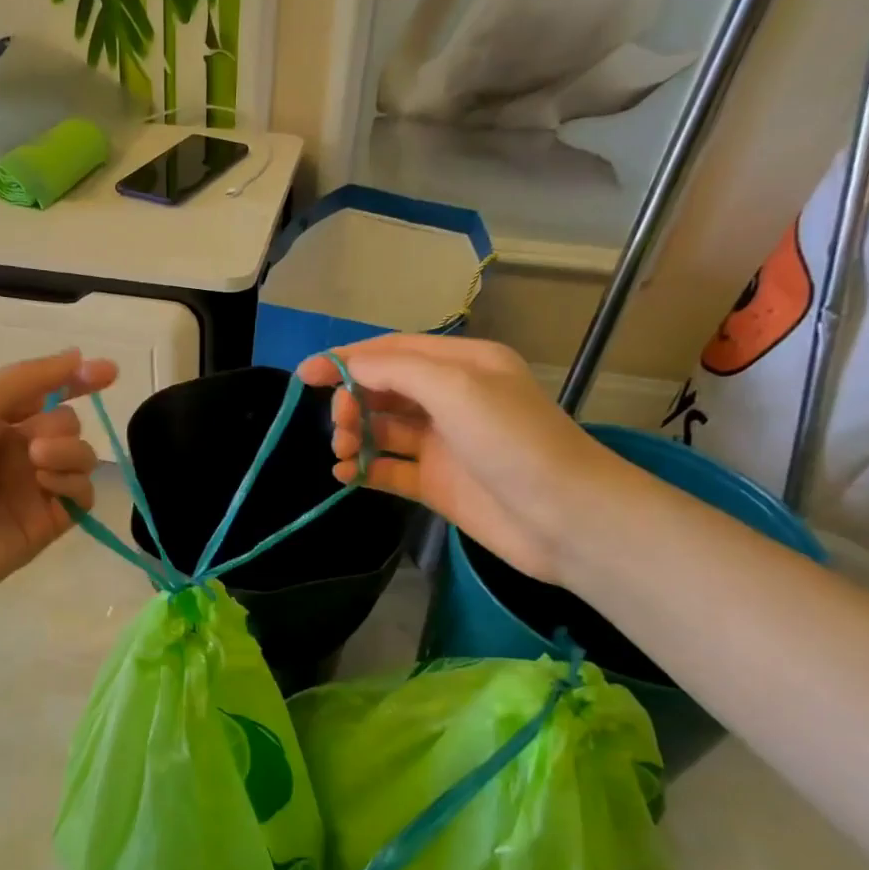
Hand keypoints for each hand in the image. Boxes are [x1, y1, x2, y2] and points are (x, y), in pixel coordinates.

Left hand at [0, 350, 116, 612]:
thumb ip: (31, 378)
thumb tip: (78, 355)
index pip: (49, 392)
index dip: (79, 380)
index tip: (109, 373)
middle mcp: (18, 451)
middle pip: (70, 425)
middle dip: (61, 427)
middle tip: (32, 445)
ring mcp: (33, 489)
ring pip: (82, 458)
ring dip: (70, 452)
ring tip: (38, 464)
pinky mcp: (46, 525)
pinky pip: (83, 496)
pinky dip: (74, 484)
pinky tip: (48, 487)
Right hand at [297, 335, 624, 583]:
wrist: (564, 517)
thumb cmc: (512, 441)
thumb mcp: (455, 387)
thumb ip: (396, 371)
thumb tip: (349, 370)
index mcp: (461, 364)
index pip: (392, 352)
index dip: (346, 359)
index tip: (304, 376)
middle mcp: (450, 399)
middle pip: (383, 390)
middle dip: (352, 401)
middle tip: (340, 425)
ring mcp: (443, 444)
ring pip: (383, 429)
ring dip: (356, 435)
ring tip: (344, 452)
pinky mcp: (437, 484)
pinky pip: (389, 469)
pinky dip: (365, 470)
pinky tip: (345, 476)